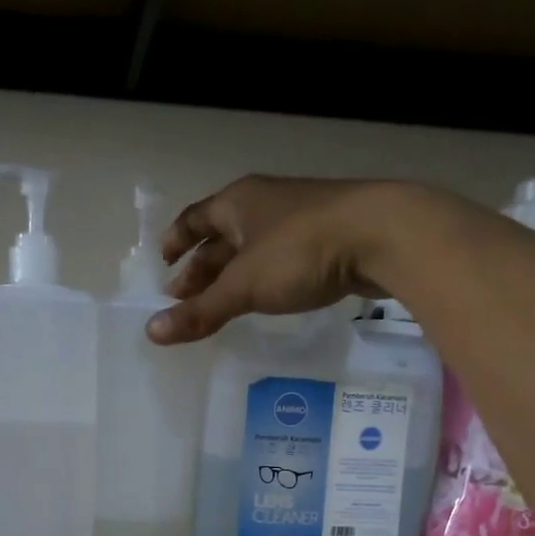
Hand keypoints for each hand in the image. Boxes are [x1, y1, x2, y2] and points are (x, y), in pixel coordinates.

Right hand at [147, 176, 460, 344]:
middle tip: (185, 298)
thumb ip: (200, 311)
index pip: (195, 218)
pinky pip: (280, 258)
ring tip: (221, 303)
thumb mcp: (244, 286)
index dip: (177, 241)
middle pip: (222, 236)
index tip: (163, 263)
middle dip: (202, 267)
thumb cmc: (300, 251)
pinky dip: (263, 278)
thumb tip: (151, 332)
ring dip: (233, 274)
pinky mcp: (326, 238)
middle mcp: (264, 204)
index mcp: (238, 203)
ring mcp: (298, 219)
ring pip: (253, 248)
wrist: (382, 235)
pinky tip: (265, 297)